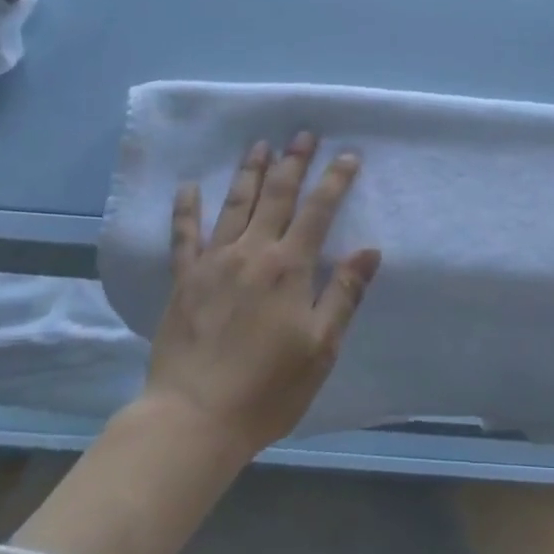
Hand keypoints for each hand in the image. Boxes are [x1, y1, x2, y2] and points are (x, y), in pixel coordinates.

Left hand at [147, 132, 380, 456]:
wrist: (194, 419)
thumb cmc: (268, 388)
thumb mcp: (321, 347)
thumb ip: (344, 293)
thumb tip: (369, 249)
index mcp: (289, 267)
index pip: (319, 211)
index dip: (335, 180)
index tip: (348, 155)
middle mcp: (252, 252)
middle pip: (277, 196)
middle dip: (293, 163)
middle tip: (302, 134)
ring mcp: (213, 262)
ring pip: (235, 205)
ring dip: (250, 172)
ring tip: (260, 145)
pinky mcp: (183, 280)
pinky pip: (184, 235)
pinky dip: (186, 208)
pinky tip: (187, 186)